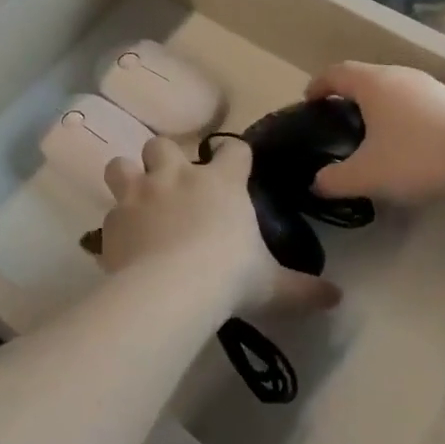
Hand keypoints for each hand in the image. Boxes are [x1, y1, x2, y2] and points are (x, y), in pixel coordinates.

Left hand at [102, 137, 340, 317]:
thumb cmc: (229, 276)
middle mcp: (178, 177)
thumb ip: (303, 289)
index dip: (234, 154)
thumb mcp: (273, 285)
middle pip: (163, 144)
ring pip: (121, 165)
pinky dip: (114, 223)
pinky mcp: (113, 219)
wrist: (172, 289)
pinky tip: (121, 242)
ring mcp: (140, 194)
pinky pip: (107, 212)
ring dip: (127, 177)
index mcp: (222, 183)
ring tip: (135, 199)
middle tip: (172, 184)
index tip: (235, 164)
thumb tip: (337, 299)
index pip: (233, 149)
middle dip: (164, 158)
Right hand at [307, 62, 444, 204]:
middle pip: (364, 76)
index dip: (318, 84)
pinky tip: (405, 140)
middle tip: (337, 118)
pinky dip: (400, 113)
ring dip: (376, 103)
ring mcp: (428, 85)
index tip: (308, 100)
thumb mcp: (367, 175)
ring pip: (391, 87)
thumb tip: (316, 183)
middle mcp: (398, 75)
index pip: (336, 73)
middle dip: (347, 94)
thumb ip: (335, 179)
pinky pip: (413, 100)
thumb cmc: (415, 157)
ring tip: (370, 130)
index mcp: (373, 83)